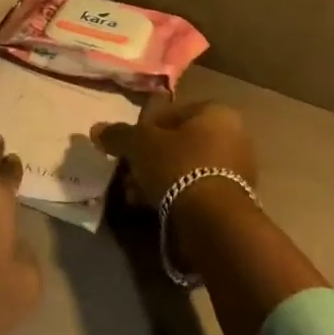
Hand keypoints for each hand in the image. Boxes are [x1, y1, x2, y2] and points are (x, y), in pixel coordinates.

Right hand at [90, 100, 258, 207]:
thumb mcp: (140, 144)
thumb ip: (119, 134)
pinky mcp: (234, 201)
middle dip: (150, 158)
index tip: (129, 146)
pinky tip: (152, 207)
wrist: (213, 222)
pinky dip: (174, 196)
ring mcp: (237, 170)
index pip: (172, 112)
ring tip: (135, 195)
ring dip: (159, 179)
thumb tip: (96, 129)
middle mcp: (233, 136)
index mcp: (216, 113)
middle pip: (179, 142)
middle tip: (129, 173)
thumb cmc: (178, 166)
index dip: (145, 128)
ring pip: (185, 168)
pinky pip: (195, 190)